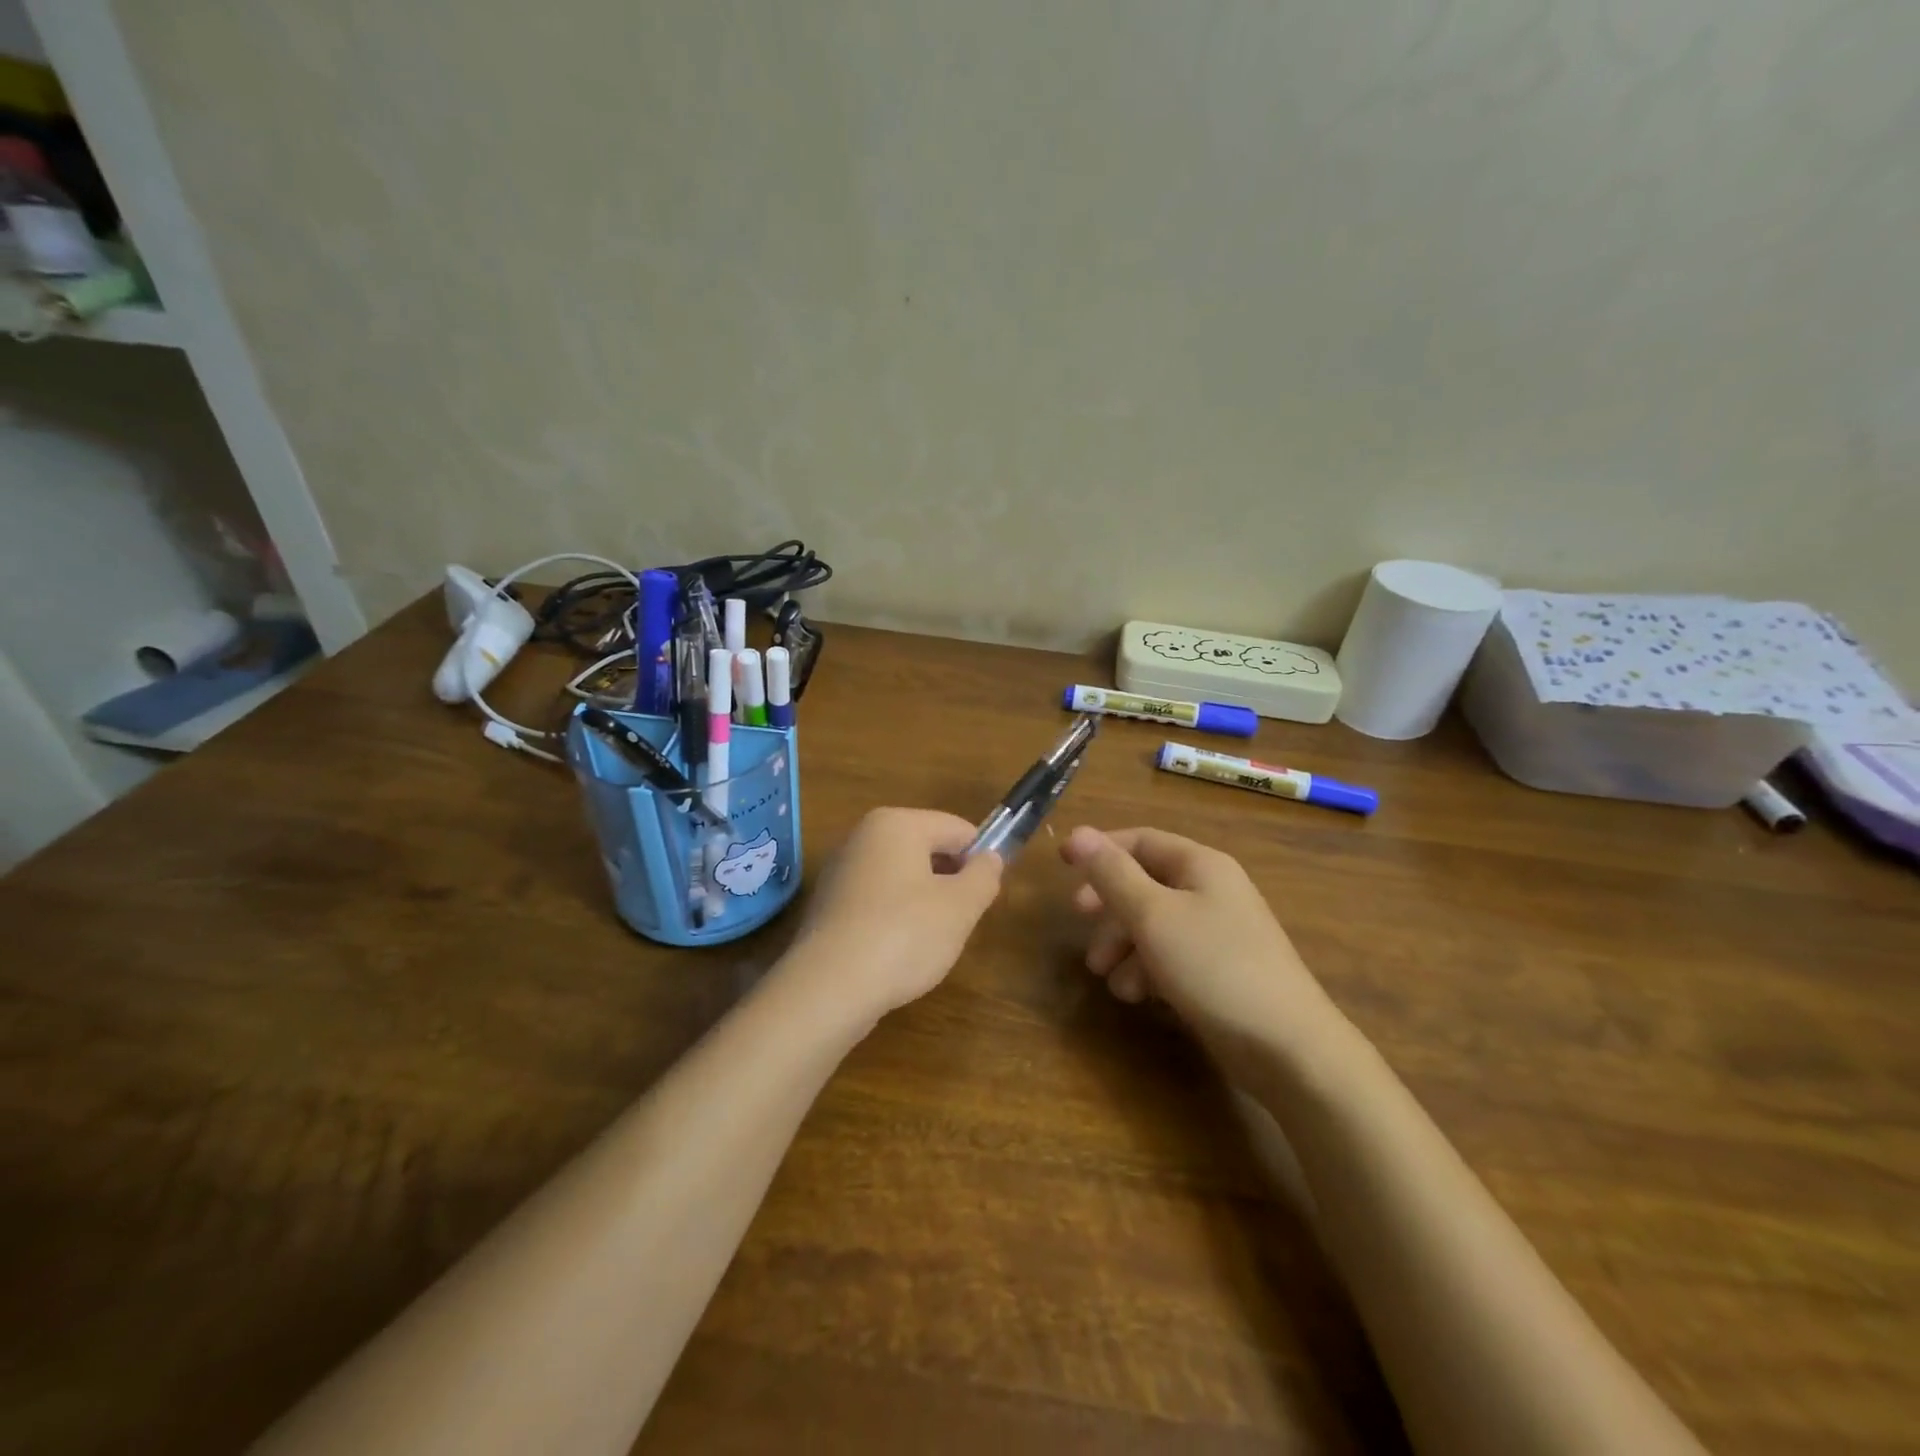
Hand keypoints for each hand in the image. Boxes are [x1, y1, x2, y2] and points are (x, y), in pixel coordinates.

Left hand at [786, 808, 1002, 1020]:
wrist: (829, 988)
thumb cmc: (904, 935)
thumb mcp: (960, 907)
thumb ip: (984, 876)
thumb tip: (990, 858)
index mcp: (897, 824)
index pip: (957, 829)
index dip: (981, 859)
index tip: (987, 896)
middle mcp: (863, 836)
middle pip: (927, 850)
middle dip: (950, 882)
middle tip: (960, 921)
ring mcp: (841, 870)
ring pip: (902, 878)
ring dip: (924, 903)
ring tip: (929, 941)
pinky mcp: (828, 905)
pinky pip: (877, 901)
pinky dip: (894, 919)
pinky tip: (898, 952)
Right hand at [1060, 825, 1342, 1071]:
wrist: (1287, 1047)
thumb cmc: (1214, 967)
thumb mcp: (1152, 916)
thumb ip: (1112, 874)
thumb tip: (1078, 834)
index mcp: (1201, 865)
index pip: (1141, 840)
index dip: (1100, 848)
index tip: (1062, 866)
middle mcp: (1212, 890)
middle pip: (1145, 882)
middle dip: (1109, 904)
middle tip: (1079, 920)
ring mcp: (1219, 932)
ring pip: (1154, 923)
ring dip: (1123, 943)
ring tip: (1105, 976)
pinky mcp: (1220, 970)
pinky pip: (1171, 955)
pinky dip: (1147, 968)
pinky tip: (1138, 995)